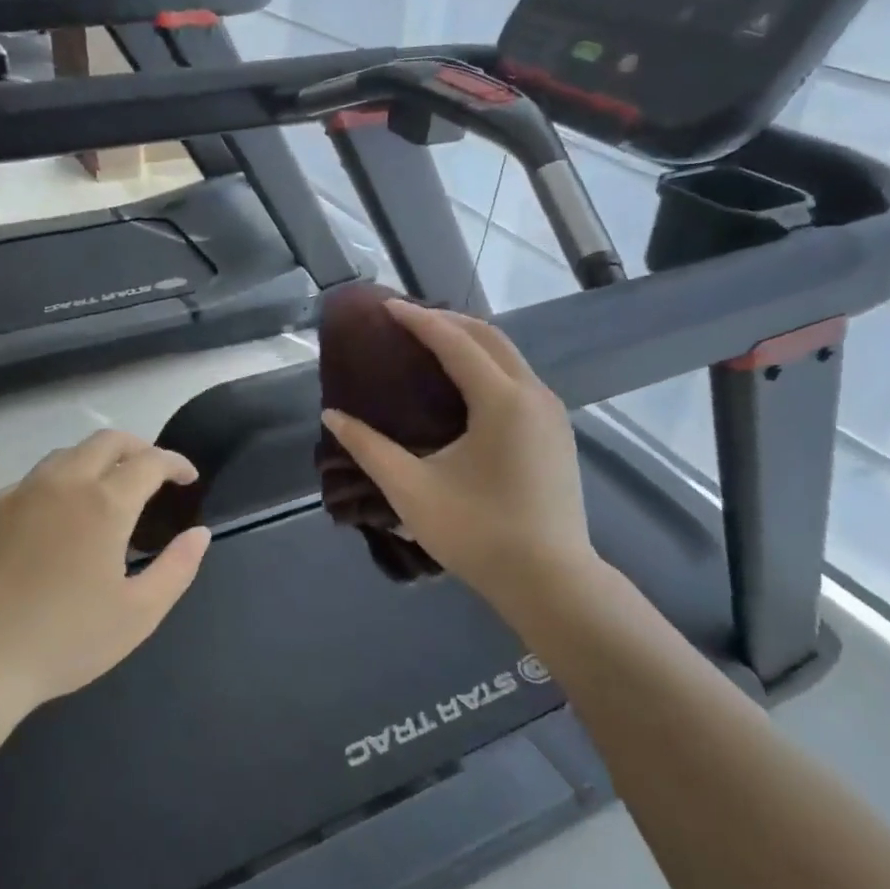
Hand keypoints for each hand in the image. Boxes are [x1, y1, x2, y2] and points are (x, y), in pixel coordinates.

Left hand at [0, 429, 212, 712]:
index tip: (187, 478)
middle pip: (107, 441)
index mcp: (104, 503)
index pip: (150, 461)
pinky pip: (31, 482)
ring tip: (107, 491)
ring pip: (66, 455)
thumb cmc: (66, 640)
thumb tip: (199, 534)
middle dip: (138, 448)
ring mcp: (20, 493)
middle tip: (152, 473)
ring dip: (96, 461)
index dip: (175, 463)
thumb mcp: (139, 614)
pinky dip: (57, 485)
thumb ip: (177, 568)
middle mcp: (62, 483)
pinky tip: (56, 520)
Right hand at [322, 300, 601, 623]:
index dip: (418, 320)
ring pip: (509, 357)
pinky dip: (488, 366)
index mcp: (502, 400)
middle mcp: (534, 395)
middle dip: (447, 321)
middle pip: (489, 337)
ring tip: (431, 344)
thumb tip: (332, 415)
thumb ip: (369, 448)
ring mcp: (552, 414)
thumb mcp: (412, 490)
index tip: (386, 306)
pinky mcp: (557, 434)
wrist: (551, 583)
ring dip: (470, 342)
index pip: (455, 342)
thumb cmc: (478, 533)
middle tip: (407, 320)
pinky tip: (465, 385)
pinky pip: (519, 380)